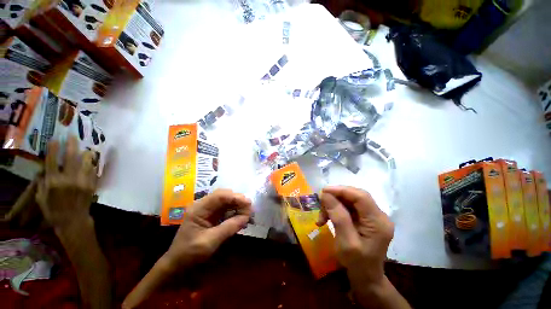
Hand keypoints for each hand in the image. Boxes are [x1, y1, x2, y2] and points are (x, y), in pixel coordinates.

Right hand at [36, 136, 97, 233]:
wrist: (73, 220)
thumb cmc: (53, 210)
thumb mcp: (42, 197)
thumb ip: (44, 182)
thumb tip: (47, 169)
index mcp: (54, 182)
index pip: (53, 160)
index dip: (54, 148)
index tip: (55, 139)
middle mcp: (69, 179)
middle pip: (71, 157)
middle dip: (72, 144)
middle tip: (72, 136)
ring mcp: (83, 181)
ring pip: (86, 162)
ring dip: (86, 153)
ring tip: (86, 148)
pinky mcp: (92, 185)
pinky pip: (93, 171)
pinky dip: (92, 165)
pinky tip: (91, 161)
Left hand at [162, 189, 251, 269]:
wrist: (177, 265)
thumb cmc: (189, 254)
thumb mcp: (209, 242)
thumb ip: (229, 227)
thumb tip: (247, 216)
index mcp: (199, 208)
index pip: (220, 196)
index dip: (236, 197)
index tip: (249, 204)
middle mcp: (203, 205)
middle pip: (224, 196)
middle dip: (238, 200)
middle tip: (250, 209)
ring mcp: (207, 209)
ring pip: (227, 201)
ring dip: (238, 206)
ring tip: (248, 214)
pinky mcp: (211, 215)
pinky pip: (226, 209)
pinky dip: (235, 211)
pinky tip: (242, 217)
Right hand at [317, 186, 393, 287]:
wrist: (366, 278)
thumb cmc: (357, 264)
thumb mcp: (346, 242)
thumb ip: (338, 217)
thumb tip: (326, 195)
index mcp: (378, 222)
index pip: (361, 197)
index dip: (341, 190)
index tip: (323, 191)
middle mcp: (379, 215)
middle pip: (355, 196)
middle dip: (336, 197)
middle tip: (321, 203)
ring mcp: (372, 217)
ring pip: (350, 200)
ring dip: (333, 205)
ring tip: (322, 217)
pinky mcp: (365, 219)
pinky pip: (348, 207)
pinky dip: (335, 210)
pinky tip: (326, 218)